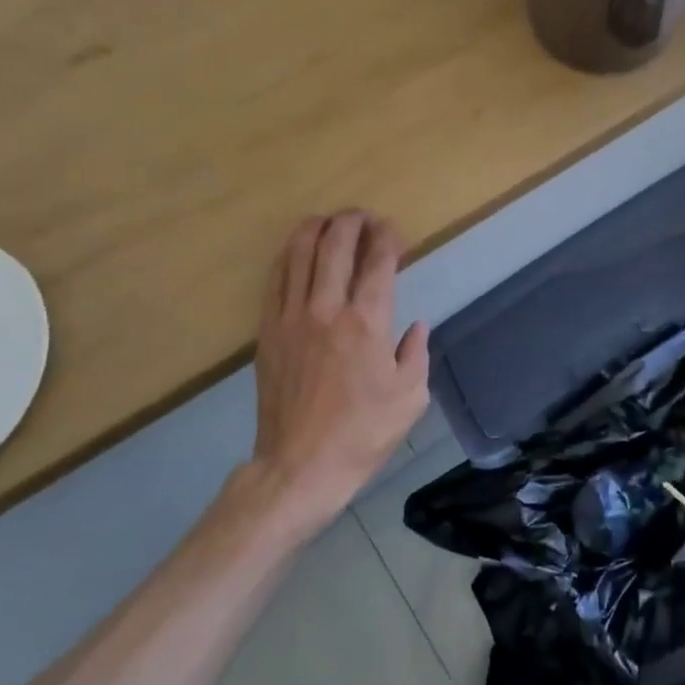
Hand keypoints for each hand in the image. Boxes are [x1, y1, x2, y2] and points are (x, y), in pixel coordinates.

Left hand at [249, 212, 429, 533]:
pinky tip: (298, 251)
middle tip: (364, 217)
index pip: (378, 263)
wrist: (300, 467)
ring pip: (299, 254)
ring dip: (316, 229)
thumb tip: (416, 325)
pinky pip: (276, 280)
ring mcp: (291, 318)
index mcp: (367, 324)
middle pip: (335, 245)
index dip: (388, 238)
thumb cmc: (363, 435)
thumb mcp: (411, 398)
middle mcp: (327, 309)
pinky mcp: (268, 332)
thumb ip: (416, 353)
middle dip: (352, 222)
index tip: (394, 231)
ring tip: (329, 221)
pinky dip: (289, 256)